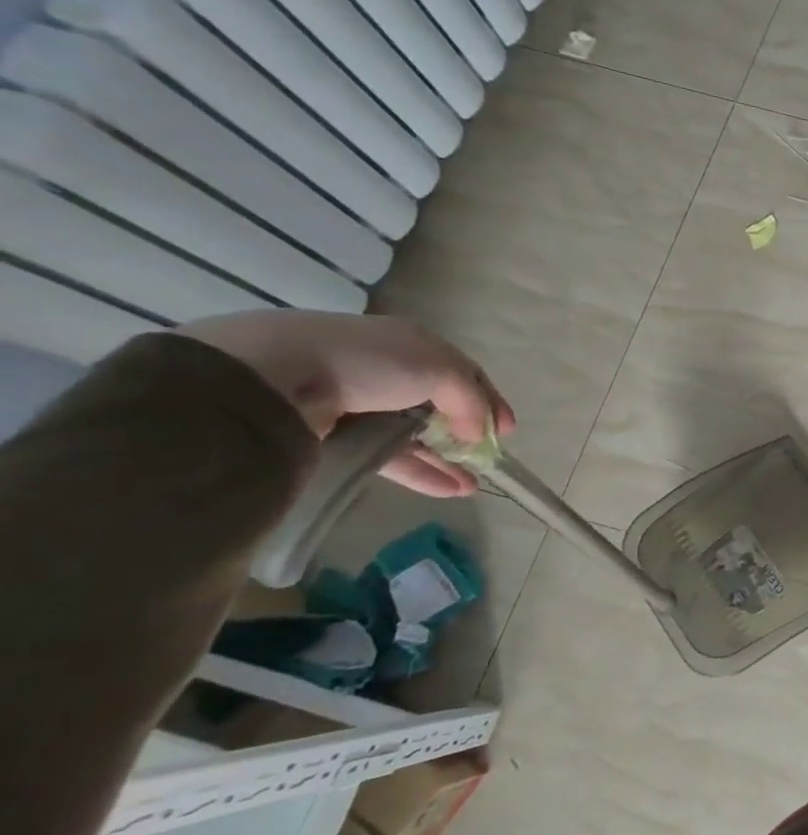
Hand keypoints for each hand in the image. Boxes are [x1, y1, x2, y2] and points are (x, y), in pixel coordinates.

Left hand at [178, 311, 513, 497]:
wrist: (274, 378)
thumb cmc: (371, 361)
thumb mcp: (440, 369)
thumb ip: (470, 400)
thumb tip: (478, 433)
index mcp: (412, 345)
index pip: (462, 374)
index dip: (489, 400)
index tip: (507, 431)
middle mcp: (387, 371)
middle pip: (438, 406)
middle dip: (465, 433)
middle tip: (486, 458)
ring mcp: (359, 405)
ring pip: (412, 436)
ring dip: (444, 460)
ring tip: (471, 486)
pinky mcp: (336, 438)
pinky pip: (387, 458)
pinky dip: (418, 473)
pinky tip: (446, 490)